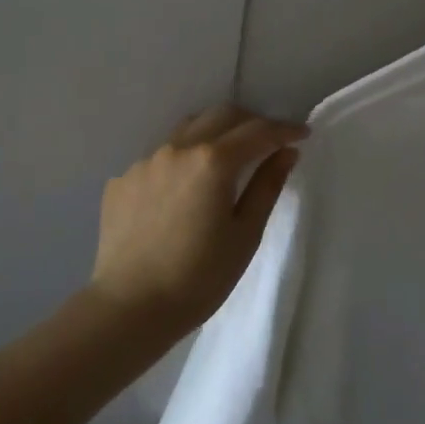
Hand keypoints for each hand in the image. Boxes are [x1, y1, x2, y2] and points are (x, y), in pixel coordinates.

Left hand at [91, 105, 307, 337]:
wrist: (128, 307)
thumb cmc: (198, 278)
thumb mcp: (245, 235)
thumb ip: (267, 186)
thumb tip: (286, 152)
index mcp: (212, 160)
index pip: (257, 131)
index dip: (284, 130)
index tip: (302, 134)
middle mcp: (177, 149)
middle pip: (221, 116)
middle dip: (250, 122)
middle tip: (268, 142)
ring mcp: (145, 161)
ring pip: (186, 130)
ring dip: (213, 134)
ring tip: (226, 158)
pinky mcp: (122, 179)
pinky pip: (159, 157)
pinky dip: (181, 162)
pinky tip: (183, 191)